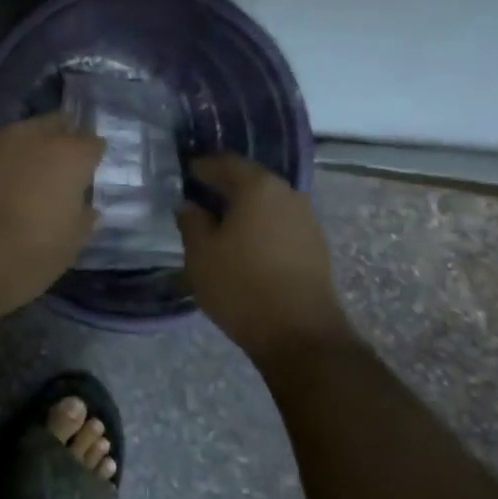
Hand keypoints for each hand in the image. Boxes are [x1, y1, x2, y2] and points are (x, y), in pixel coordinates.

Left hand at [0, 112, 104, 319]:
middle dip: (62, 139)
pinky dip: (0, 163)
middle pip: (56, 124)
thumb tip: (84, 205)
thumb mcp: (68, 247)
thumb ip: (82, 217)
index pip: (92, 142)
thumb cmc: (23, 257)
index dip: (93, 158)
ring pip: (21, 133)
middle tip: (62, 169)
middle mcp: (32, 137)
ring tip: (28, 177)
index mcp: (67, 156)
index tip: (90, 175)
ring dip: (29, 149)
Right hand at [177, 154, 351, 366]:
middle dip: (222, 187)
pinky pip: (279, 223)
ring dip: (243, 209)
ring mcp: (306, 219)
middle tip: (197, 199)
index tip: (182, 176)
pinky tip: (244, 245)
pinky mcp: (315, 245)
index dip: (200, 167)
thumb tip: (189, 204)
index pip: (223, 162)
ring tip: (218, 225)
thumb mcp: (201, 254)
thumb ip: (191, 221)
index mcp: (257, 186)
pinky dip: (259, 226)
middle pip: (248, 179)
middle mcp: (286, 193)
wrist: (302, 336)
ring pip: (265, 202)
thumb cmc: (242, 286)